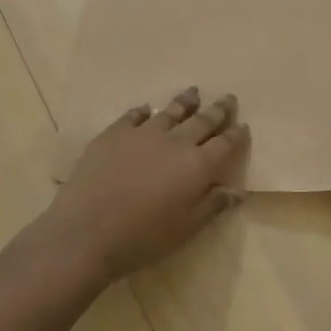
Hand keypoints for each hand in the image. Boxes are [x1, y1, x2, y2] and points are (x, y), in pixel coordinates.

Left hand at [48, 87, 250, 280]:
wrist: (87, 231)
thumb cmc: (143, 238)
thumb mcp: (186, 228)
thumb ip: (212, 205)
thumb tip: (237, 191)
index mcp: (197, 166)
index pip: (224, 145)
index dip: (236, 135)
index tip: (243, 125)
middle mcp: (174, 142)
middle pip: (202, 121)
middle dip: (218, 110)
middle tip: (228, 98)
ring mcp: (142, 134)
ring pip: (170, 112)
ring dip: (185, 102)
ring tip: (194, 92)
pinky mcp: (114, 134)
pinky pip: (133, 116)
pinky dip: (143, 111)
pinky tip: (146, 109)